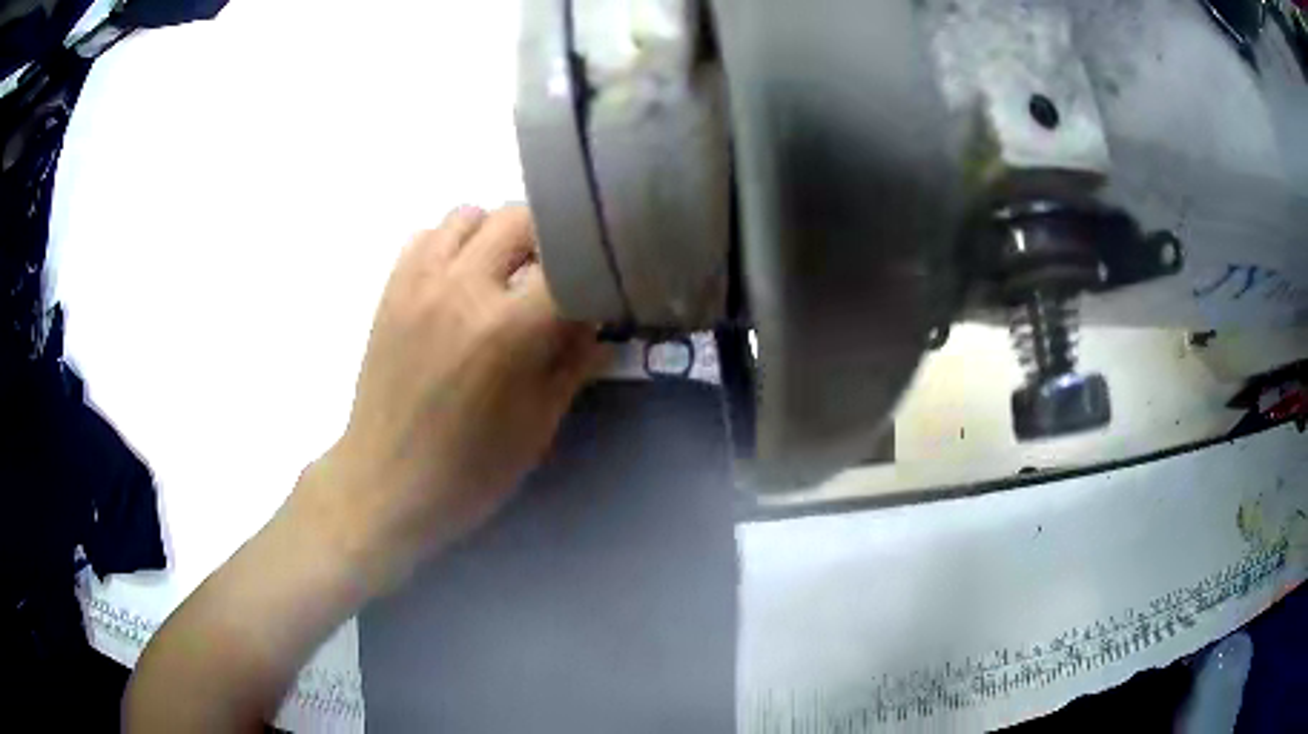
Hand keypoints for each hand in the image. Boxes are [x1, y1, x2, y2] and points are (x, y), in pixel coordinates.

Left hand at [299, 205, 604, 587]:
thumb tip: (599, 321)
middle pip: (520, 218)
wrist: (386, 482)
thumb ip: (574, 361)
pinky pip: (428, 234)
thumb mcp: (539, 423)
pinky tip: (457, 280)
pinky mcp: (391, 288)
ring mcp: (419, 281)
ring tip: (502, 274)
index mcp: (506, 329)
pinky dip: (451, 244)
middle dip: (548, 241)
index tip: (603, 285)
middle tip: (554, 277)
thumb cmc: (470, 469)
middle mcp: (461, 286)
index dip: (595, 269)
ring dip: (496, 235)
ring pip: (471, 214)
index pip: (569, 263)